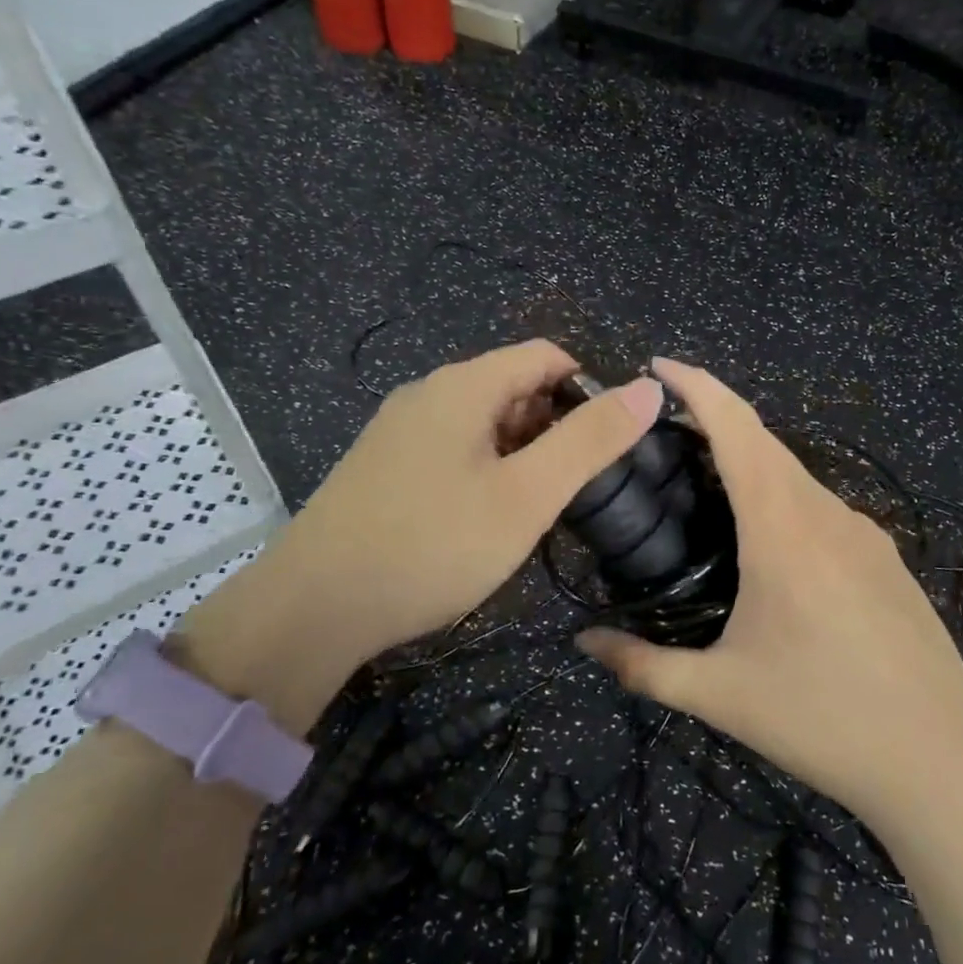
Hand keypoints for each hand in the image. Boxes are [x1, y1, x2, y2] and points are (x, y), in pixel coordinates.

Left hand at [179, 340, 662, 730]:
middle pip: (514, 386)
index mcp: (464, 385)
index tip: (605, 446)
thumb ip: (590, 440)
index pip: (547, 355)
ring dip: (519, 452)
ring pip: (482, 421)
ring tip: (530, 510)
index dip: (588, 390)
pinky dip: (483, 469)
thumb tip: (649, 388)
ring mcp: (398, 429)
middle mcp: (428, 393)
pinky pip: (451, 447)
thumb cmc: (433, 545)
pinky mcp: (382, 465)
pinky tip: (480, 519)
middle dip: (553, 426)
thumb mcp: (527, 495)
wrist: (314, 607)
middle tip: (569, 489)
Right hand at [578, 358, 962, 827]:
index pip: (737, 429)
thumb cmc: (822, 721)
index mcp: (783, 529)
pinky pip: (823, 507)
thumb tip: (582, 642)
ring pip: (796, 475)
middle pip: (765, 441)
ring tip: (706, 489)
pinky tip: (769, 544)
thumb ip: (642, 665)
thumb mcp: (720, 695)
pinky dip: (783, 498)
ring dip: (751, 463)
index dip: (698, 386)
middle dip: (715, 418)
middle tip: (665, 432)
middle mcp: (827, 513)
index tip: (659, 365)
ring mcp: (865, 533)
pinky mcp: (887, 558)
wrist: (941, 764)